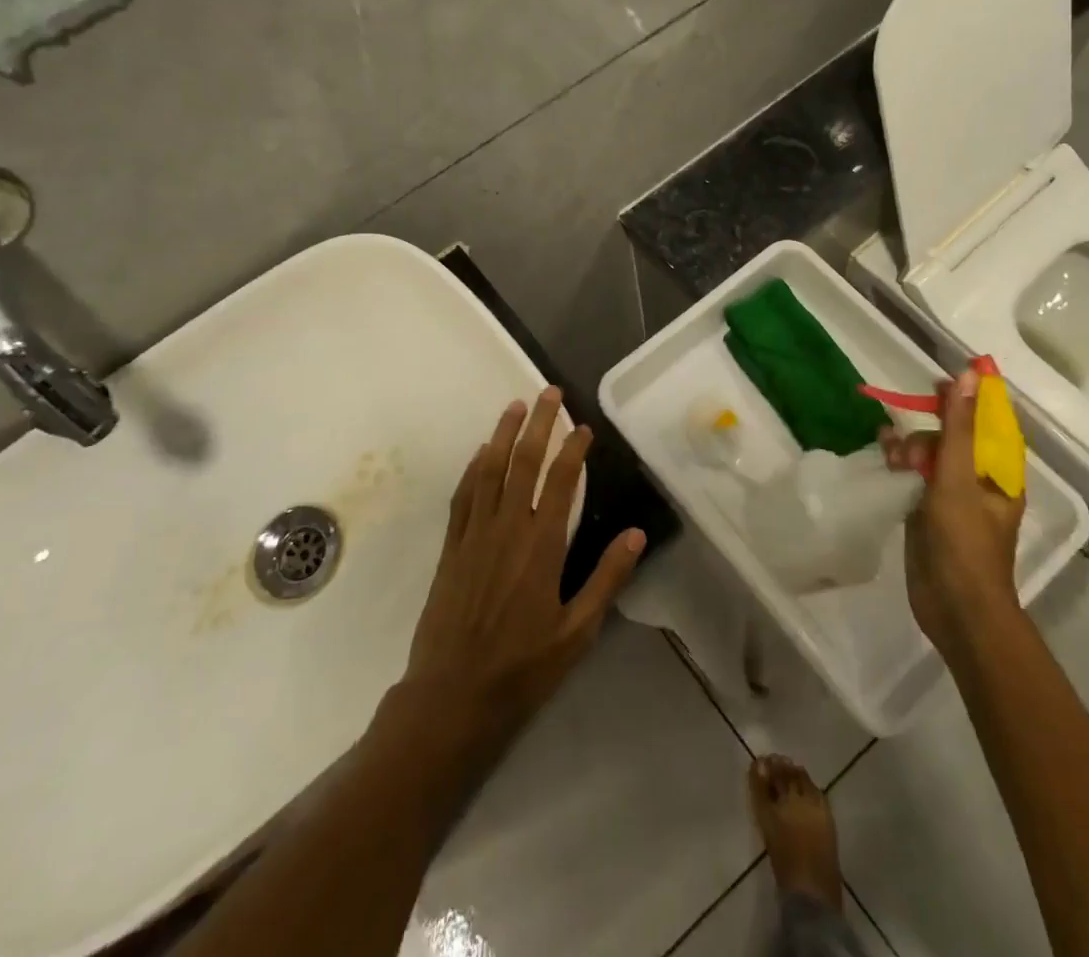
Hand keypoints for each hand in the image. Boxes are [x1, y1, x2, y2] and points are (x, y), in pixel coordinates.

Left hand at [395, 387, 646, 750]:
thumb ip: (606, 579)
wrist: (452, 697)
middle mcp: (507, 528)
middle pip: (523, 462)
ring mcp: (475, 534)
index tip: (585, 427)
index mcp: (541, 546)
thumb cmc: (523, 668)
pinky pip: (463, 495)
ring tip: (515, 405)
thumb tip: (636, 534)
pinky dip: (474, 468)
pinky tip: (482, 453)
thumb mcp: (577, 632)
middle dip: (539, 424)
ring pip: (490, 470)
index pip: (560, 481)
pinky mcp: (452, 547)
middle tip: (549, 392)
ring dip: (504, 434)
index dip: (573, 449)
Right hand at [881, 368, 1023, 652]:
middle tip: (912, 426)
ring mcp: (953, 498)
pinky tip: (882, 452)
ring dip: (911, 445)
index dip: (971, 397)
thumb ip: (959, 427)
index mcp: (1000, 473)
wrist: (955, 608)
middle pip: (956, 436)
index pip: (991, 422)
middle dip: (932, 426)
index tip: (942, 379)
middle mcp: (979, 482)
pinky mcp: (928, 513)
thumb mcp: (958, 477)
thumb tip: (968, 377)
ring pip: (932, 455)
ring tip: (892, 453)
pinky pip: (915, 476)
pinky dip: (900, 462)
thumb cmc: (965, 542)